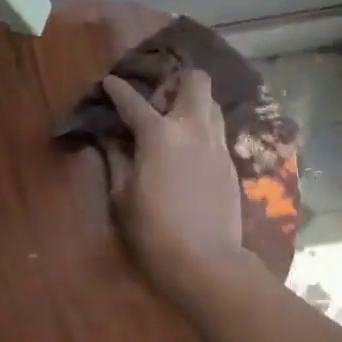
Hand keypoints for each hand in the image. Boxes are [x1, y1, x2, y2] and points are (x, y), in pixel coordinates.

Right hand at [101, 70, 250, 305]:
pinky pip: (218, 131)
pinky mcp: (231, 164)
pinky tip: (190, 151)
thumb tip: (111, 140)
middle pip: (195, 81)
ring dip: (193, 104)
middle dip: (175, 82)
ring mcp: (218, 144)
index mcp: (160, 134)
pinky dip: (202, 130)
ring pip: (212, 104)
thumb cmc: (154, 230)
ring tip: (176, 124)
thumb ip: (117, 160)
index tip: (109, 83)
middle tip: (158, 104)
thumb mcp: (123, 197)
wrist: (205, 260)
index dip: (118, 90)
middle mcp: (193, 128)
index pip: (134, 101)